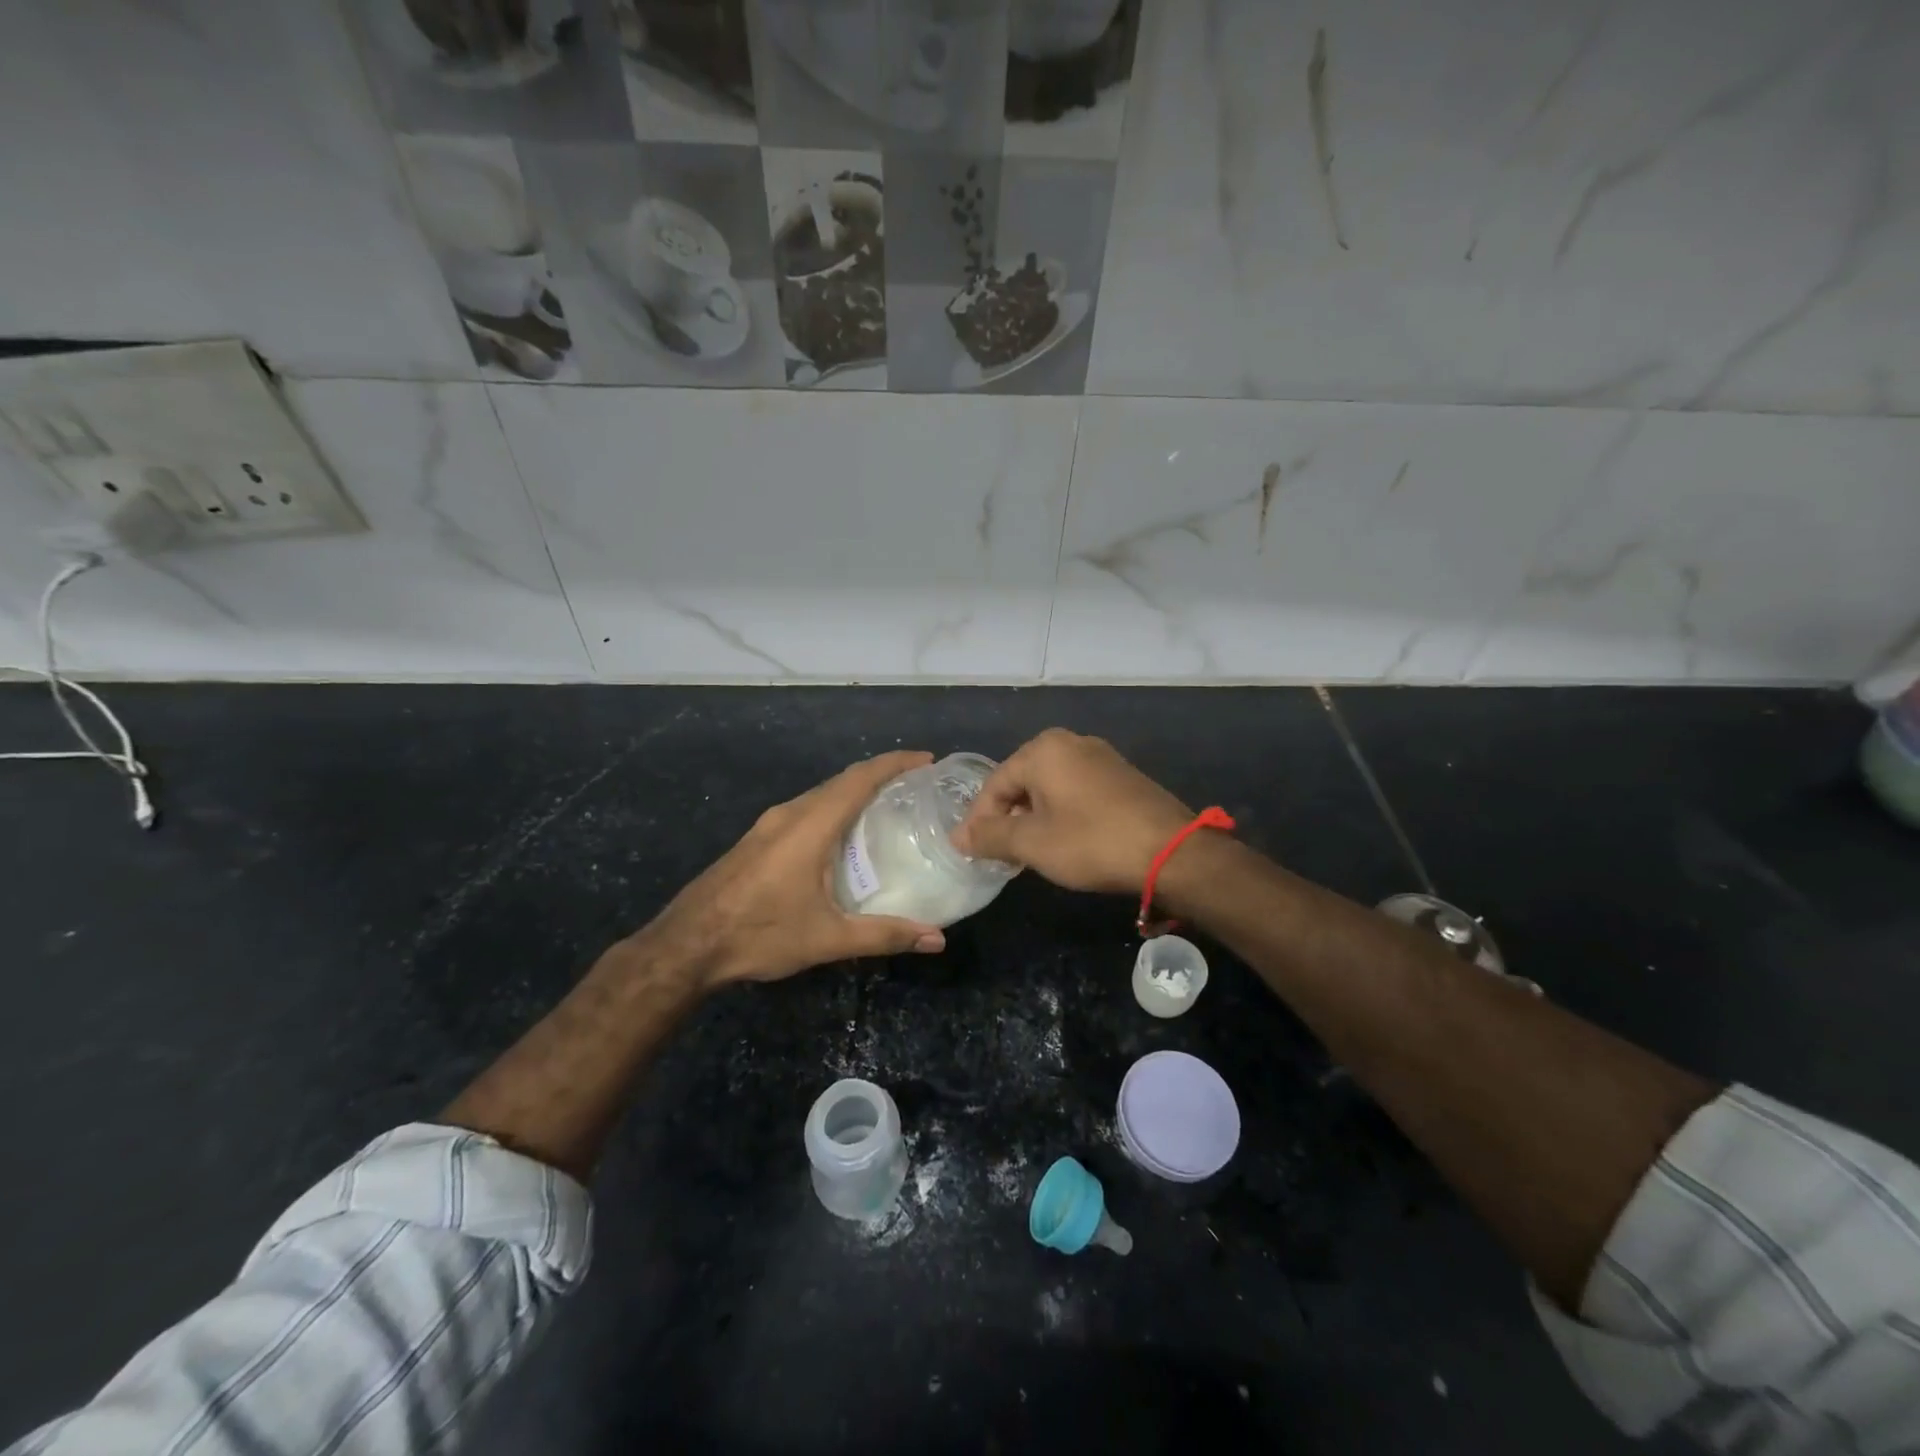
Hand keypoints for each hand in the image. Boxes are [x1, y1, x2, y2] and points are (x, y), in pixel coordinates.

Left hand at [637, 751, 946, 987]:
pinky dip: (833, 810)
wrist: (685, 945)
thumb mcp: (827, 938)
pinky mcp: (757, 840)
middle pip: (842, 781)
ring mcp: (768, 825)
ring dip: (855, 793)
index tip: (927, 760)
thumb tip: (936, 940)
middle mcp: (789, 814)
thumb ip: (884, 935)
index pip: (860, 778)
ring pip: (821, 795)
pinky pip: (805, 811)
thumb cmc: (759, 934)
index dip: (895, 763)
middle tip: (916, 787)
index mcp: (810, 825)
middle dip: (881, 776)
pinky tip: (843, 838)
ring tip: (888, 809)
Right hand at [951, 728, 1194, 894]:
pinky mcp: (1121, 775)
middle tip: (1002, 854)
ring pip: (1049, 787)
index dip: (979, 820)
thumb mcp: (1033, 843)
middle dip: (1008, 818)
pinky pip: (1075, 790)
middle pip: (1021, 781)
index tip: (974, 852)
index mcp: (1043, 750)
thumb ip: (990, 836)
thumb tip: (957, 836)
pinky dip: (1061, 813)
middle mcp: (1071, 742)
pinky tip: (1065, 841)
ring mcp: (1100, 756)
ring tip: (1031, 852)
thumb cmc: (1092, 842)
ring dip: (1034, 818)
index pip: (995, 784)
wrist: (1171, 851)